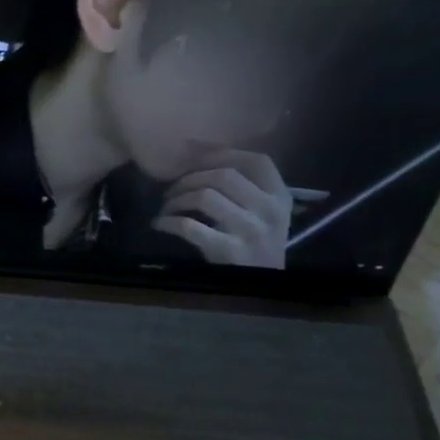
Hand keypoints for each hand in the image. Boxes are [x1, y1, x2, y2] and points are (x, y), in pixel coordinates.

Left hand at [153, 148, 290, 267]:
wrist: (264, 285)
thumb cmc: (258, 244)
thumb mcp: (265, 212)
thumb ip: (247, 187)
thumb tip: (200, 155)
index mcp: (280, 196)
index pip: (256, 161)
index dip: (221, 154)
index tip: (194, 160)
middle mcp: (269, 210)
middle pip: (223, 175)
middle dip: (190, 178)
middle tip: (171, 189)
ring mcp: (251, 230)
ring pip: (204, 196)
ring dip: (176, 199)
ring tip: (166, 207)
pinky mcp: (229, 250)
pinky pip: (189, 227)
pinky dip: (168, 222)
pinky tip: (159, 224)